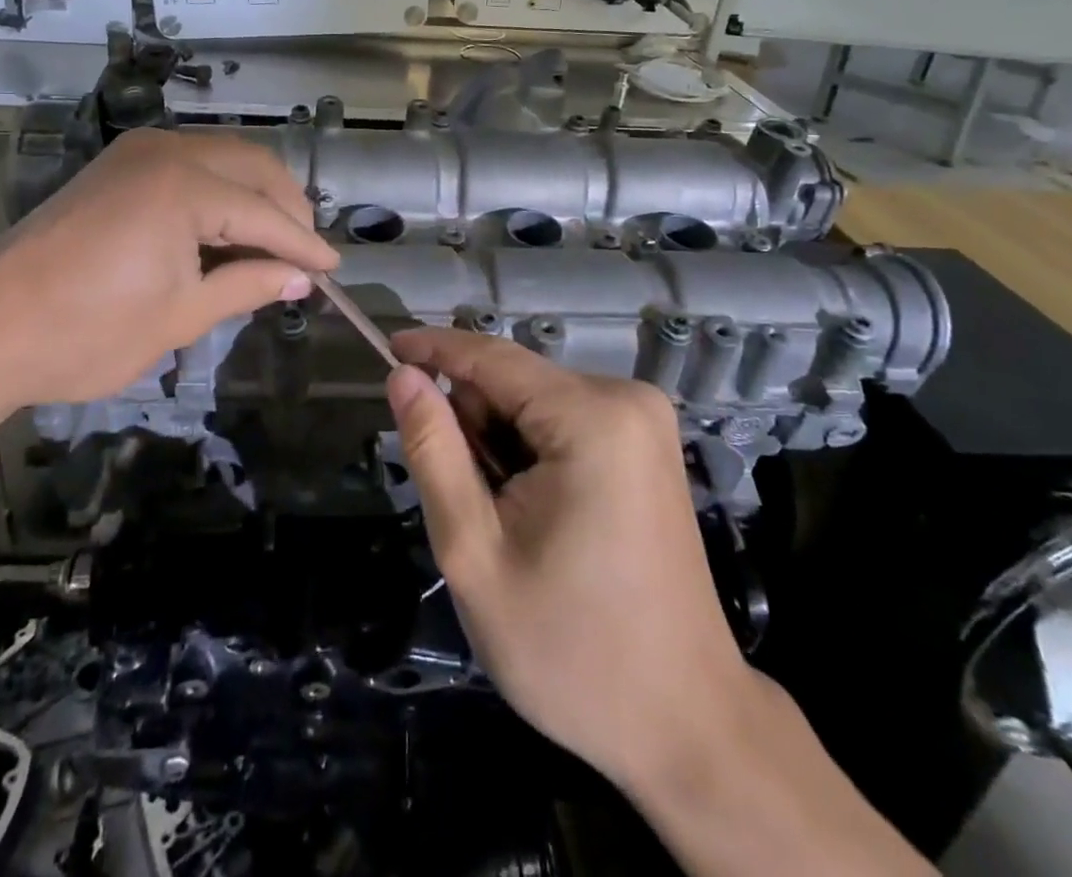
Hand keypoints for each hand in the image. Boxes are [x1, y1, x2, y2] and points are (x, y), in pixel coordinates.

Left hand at [0, 131, 339, 591]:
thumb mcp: (180, 317)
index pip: (267, 214)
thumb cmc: (86, 333)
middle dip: (288, 208)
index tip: (333, 272)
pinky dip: (220, 190)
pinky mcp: (116, 165)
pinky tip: (227, 227)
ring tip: (274, 242)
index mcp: (186, 186)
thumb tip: (300, 280)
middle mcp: (167, 151)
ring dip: (256, 194)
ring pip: (224, 157)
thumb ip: (248, 286)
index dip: (305, 246)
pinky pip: (190, 163)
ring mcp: (136, 153)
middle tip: (306, 256)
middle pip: (254, 166)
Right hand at [383, 329, 756, 793]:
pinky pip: (565, 420)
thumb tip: (403, 376)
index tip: (385, 347)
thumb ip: (434, 451)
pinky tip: (539, 515)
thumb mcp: (474, 552)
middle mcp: (627, 399)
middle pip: (514, 381)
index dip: (433, 348)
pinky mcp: (648, 444)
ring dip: (502, 444)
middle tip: (473, 506)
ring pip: (535, 401)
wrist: (685, 724)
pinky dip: (533, 452)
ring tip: (509, 521)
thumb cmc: (571, 649)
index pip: (492, 357)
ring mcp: (645, 420)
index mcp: (591, 418)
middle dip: (476, 426)